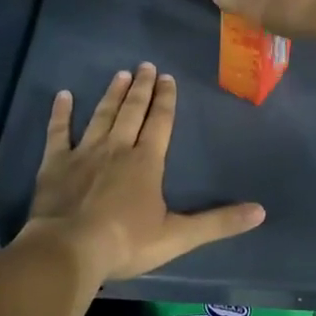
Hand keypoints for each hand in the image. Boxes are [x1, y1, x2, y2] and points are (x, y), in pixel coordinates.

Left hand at [22, 63, 263, 282]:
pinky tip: (63, 95)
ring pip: (102, 115)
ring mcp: (84, 152)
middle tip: (146, 66)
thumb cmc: (126, 242)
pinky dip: (61, 113)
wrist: (70, 249)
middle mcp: (118, 147)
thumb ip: (219, 222)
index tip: (168, 77)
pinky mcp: (55, 163)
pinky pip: (58, 132)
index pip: (160, 122)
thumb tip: (260, 211)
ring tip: (120, 74)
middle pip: (132, 111)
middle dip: (142, 88)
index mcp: (147, 161)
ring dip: (112, 94)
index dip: (166, 99)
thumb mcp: (179, 236)